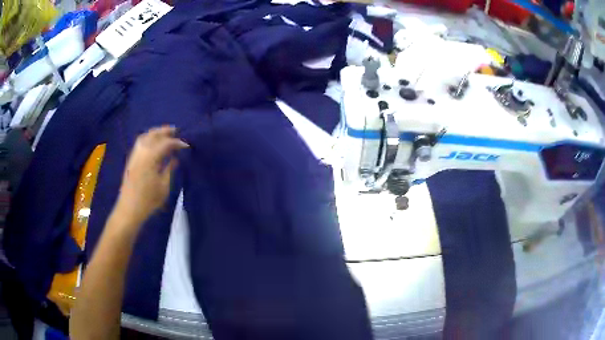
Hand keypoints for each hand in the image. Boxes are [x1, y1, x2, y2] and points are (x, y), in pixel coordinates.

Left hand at [116, 126, 188, 225]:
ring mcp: (134, 155)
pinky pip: (140, 142)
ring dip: (155, 133)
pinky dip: (148, 138)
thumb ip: (169, 169)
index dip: (177, 143)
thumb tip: (174, 159)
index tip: (186, 145)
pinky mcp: (131, 160)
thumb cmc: (148, 200)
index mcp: (150, 157)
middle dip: (165, 131)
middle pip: (153, 135)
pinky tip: (153, 143)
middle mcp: (141, 152)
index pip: (166, 143)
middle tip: (176, 130)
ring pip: (145, 136)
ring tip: (164, 134)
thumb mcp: (163, 186)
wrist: (129, 208)